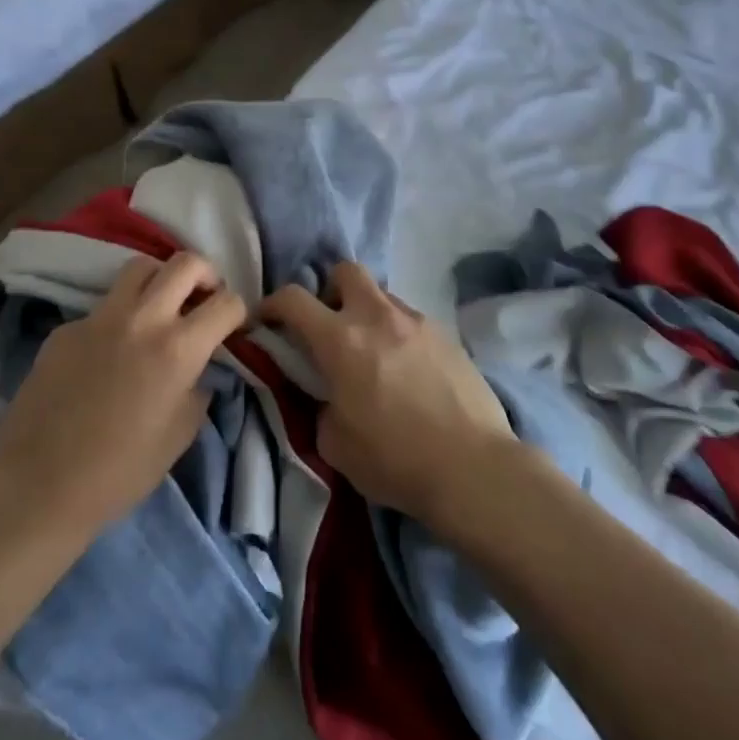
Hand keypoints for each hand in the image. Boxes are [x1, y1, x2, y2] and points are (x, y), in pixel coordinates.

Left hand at [0, 252, 246, 541]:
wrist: (38, 487)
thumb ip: (199, 389)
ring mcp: (99, 317)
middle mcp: (142, 319)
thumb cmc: (120, 471)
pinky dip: (119, 316)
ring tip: (160, 306)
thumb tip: (201, 368)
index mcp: (178, 348)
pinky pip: (103, 306)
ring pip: (140, 267)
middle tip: (203, 299)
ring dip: (161, 279)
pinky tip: (110, 350)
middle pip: (186, 263)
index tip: (233, 326)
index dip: (238, 312)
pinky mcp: (67, 327)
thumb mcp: (181, 434)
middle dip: (206, 275)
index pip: (226, 302)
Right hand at [259, 263, 514, 528]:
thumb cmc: (394, 459)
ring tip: (372, 354)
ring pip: (382, 295)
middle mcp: (378, 317)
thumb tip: (326, 392)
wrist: (472, 468)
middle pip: (345, 271)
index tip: (265, 321)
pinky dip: (397, 334)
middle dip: (329, 291)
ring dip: (367, 313)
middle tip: (329, 328)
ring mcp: (417, 322)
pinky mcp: (446, 336)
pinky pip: (411, 320)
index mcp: (341, 340)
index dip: (271, 305)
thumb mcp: (334, 443)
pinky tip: (406, 371)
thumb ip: (319, 405)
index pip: (293, 299)